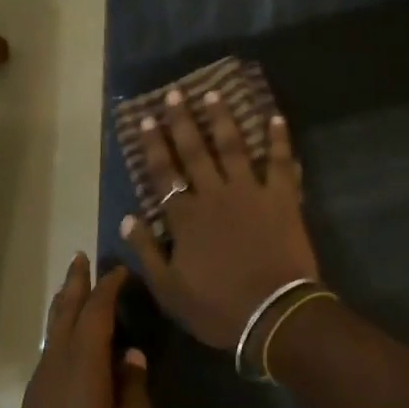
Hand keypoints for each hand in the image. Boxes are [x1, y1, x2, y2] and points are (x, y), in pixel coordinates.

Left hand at [0, 255, 153, 407]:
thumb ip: (135, 389)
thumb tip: (131, 357)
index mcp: (83, 369)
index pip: (96, 312)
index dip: (109, 287)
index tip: (122, 269)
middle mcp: (55, 370)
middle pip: (64, 314)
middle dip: (75, 284)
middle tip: (82, 257)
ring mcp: (38, 392)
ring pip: (53, 335)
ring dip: (66, 308)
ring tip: (77, 290)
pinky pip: (49, 358)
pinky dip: (62, 336)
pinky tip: (73, 347)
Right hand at [121, 87, 320, 351]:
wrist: (272, 314)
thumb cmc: (218, 307)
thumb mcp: (169, 290)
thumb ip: (147, 252)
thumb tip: (127, 219)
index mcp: (186, 217)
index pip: (164, 174)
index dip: (155, 146)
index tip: (147, 120)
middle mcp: (214, 195)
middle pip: (195, 151)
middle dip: (182, 121)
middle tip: (175, 93)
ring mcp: (249, 192)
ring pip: (233, 147)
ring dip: (223, 119)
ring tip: (214, 93)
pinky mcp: (281, 197)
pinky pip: (279, 162)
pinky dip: (278, 140)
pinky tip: (275, 117)